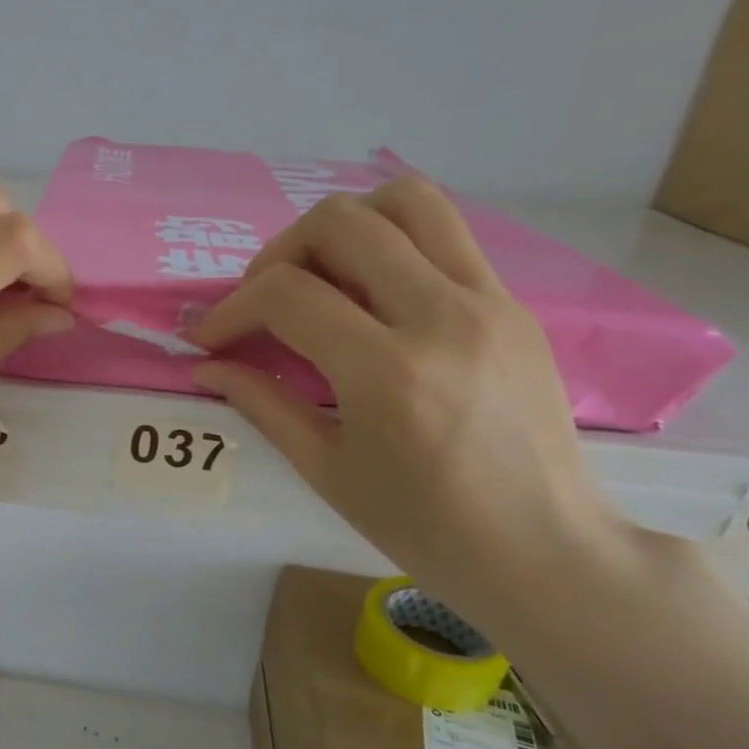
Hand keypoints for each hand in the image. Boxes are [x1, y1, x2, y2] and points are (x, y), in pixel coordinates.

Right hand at [189, 176, 632, 625]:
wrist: (542, 548)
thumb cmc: (422, 526)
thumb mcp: (326, 470)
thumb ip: (263, 403)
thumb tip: (206, 367)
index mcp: (387, 371)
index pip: (287, 294)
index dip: (231, 308)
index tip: (209, 337)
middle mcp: (441, 315)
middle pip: (341, 223)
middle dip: (278, 254)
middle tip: (262, 301)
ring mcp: (488, 300)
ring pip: (405, 200)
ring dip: (343, 226)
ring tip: (319, 276)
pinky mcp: (513, 302)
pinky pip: (444, 234)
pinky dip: (390, 244)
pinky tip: (369, 297)